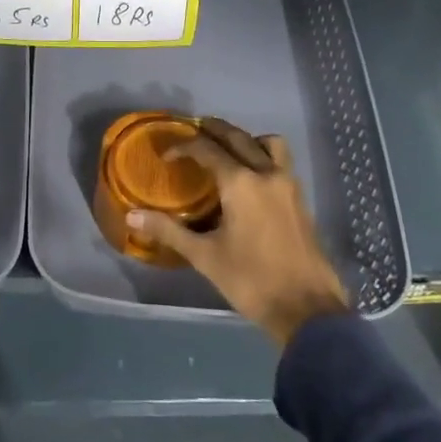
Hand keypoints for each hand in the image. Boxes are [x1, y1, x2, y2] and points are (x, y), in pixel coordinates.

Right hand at [127, 117, 351, 346]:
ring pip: (267, 143)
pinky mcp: (300, 199)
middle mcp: (266, 173)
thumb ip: (168, 231)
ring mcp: (288, 184)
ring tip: (227, 149)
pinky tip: (251, 178)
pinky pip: (281, 161)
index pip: (206, 149)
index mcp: (240, 183)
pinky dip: (263, 155)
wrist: (308, 311)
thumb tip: (132, 216)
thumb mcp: (205, 257)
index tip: (166, 155)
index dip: (183, 147)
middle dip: (213, 130)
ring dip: (245, 138)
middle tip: (193, 131)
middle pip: (237, 137)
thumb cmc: (252, 281)